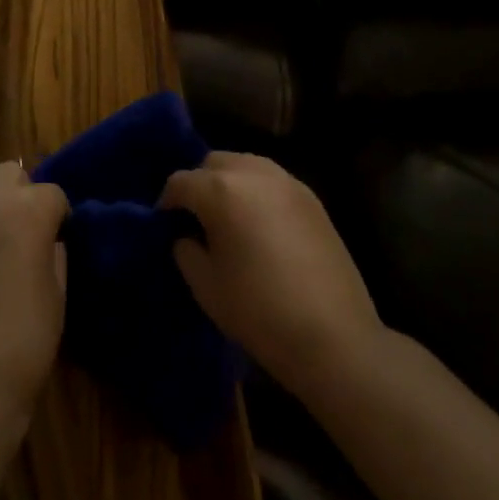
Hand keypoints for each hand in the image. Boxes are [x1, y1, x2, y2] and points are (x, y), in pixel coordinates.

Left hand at [0, 162, 69, 417]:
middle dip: (22, 195)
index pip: (52, 192)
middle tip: (25, 234)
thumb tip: (46, 239)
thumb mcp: (58, 290)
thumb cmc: (25, 337)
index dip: (59, 217)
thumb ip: (54, 250)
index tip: (58, 241)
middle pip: (9, 174)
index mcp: (26, 208)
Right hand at [160, 152, 383, 405]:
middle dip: (199, 184)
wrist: (334, 337)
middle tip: (196, 218)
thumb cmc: (258, 311)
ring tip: (228, 217)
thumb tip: (187, 235)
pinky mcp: (312, 198)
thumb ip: (186, 249)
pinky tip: (259, 224)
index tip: (165, 225)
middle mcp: (253, 173)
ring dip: (229, 181)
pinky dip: (257, 191)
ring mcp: (287, 182)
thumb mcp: (205, 285)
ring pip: (245, 164)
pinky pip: (272, 180)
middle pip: (213, 162)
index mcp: (220, 190)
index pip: (180, 182)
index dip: (167, 202)